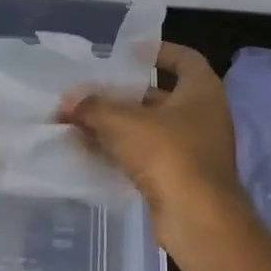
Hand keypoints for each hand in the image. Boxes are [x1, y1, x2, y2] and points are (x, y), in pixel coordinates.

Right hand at [57, 43, 245, 250]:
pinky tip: (91, 150)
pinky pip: (148, 154)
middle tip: (90, 90)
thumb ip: (92, 107)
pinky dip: (123, 150)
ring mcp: (195, 148)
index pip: (183, 58)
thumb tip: (67, 103)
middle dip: (124, 93)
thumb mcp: (123, 123)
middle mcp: (203, 115)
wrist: (198, 219)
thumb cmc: (168, 155)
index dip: (156, 50)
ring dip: (118, 124)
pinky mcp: (181, 176)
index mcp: (202, 90)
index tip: (127, 52)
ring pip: (150, 127)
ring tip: (81, 120)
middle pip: (160, 95)